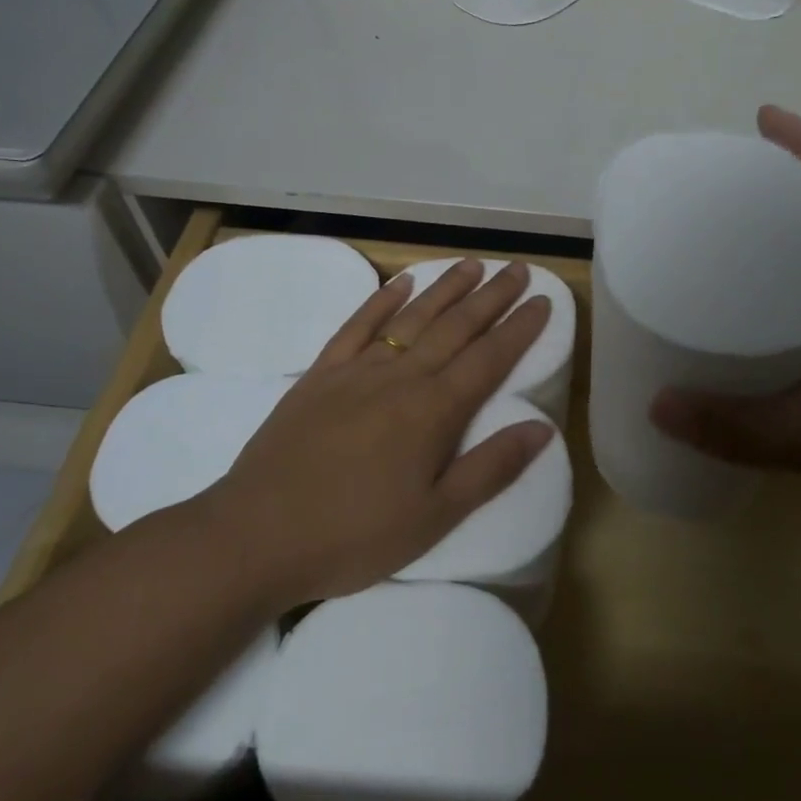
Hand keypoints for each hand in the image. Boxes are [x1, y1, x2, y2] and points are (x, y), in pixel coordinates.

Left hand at [200, 259, 554, 606]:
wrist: (256, 535)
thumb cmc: (353, 535)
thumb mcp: (434, 517)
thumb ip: (490, 468)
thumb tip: (542, 428)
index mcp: (434, 411)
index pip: (489, 358)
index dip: (520, 329)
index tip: (544, 301)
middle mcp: (401, 377)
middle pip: (456, 327)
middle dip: (492, 296)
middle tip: (518, 269)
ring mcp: (357, 370)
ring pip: (412, 317)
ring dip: (445, 288)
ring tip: (473, 265)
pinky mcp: (321, 374)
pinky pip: (357, 325)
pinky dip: (382, 299)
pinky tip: (401, 282)